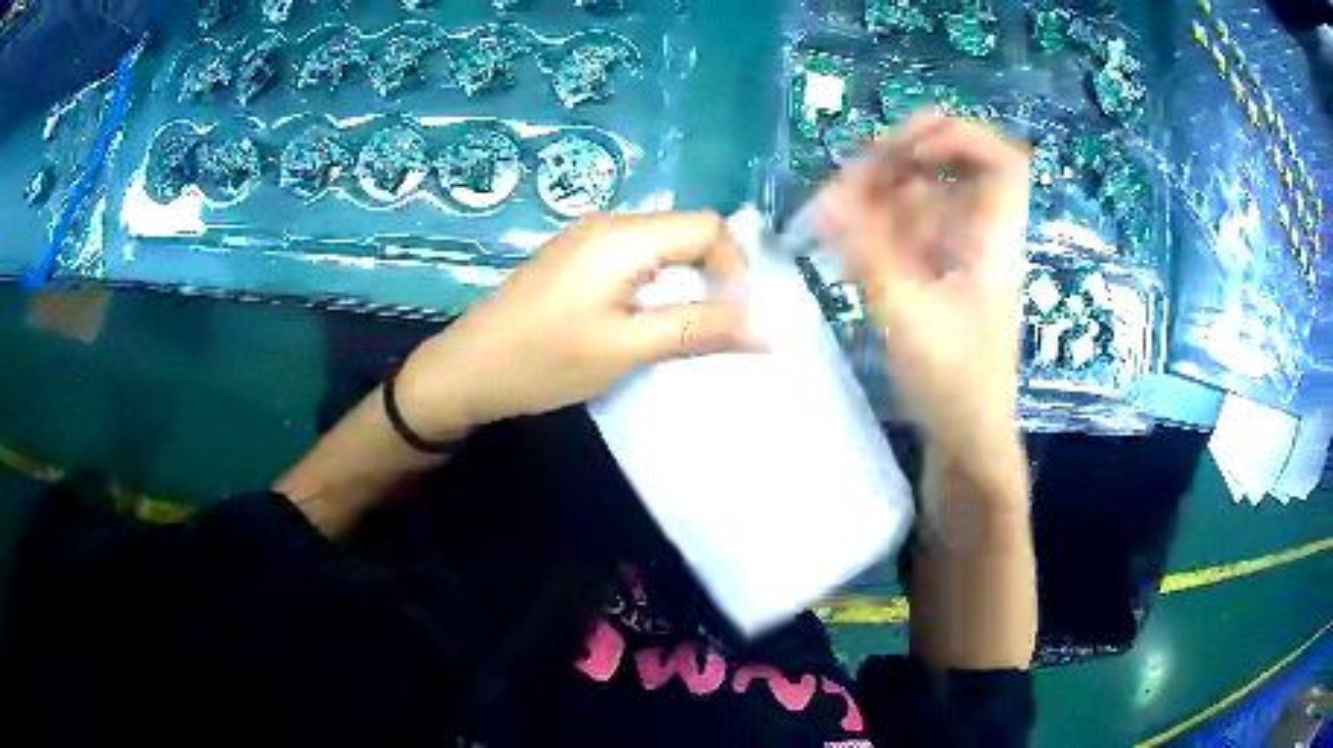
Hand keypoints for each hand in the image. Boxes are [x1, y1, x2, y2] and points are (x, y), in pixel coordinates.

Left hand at [396, 211, 755, 438]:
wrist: (466, 370)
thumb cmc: (543, 361)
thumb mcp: (626, 348)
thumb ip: (699, 330)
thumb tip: (767, 329)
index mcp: (623, 235)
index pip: (708, 227)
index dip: (735, 269)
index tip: (736, 320)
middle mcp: (609, 223)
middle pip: (687, 233)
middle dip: (714, 278)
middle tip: (717, 331)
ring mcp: (588, 238)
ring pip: (662, 248)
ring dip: (686, 285)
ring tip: (684, 332)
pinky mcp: (575, 258)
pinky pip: (635, 260)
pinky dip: (657, 287)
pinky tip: (645, 322)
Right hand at [820, 115, 1029, 458]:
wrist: (968, 439)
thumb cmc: (954, 383)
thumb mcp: (908, 314)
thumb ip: (868, 249)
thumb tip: (829, 198)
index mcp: (993, 239)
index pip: (1000, 159)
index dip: (957, 137)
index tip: (907, 152)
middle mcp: (981, 236)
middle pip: (949, 167)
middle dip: (896, 163)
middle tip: (849, 184)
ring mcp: (961, 254)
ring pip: (923, 197)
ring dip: (877, 196)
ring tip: (834, 218)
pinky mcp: (942, 275)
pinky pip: (910, 230)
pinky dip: (878, 229)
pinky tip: (847, 246)